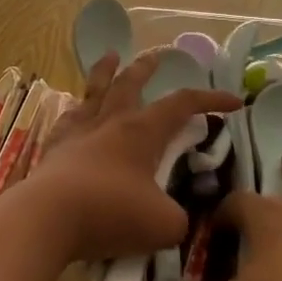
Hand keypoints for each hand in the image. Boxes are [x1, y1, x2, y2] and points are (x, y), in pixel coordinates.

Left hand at [22, 50, 240, 264]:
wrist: (47, 218)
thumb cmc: (111, 213)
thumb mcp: (165, 225)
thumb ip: (179, 217)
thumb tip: (176, 217)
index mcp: (142, 131)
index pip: (182, 104)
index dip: (210, 99)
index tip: (234, 101)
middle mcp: (110, 122)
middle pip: (131, 83)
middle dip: (147, 68)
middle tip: (157, 55)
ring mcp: (78, 133)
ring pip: (95, 92)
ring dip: (105, 72)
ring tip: (110, 56)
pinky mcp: (53, 150)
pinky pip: (67, 120)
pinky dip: (76, 111)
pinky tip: (74, 111)